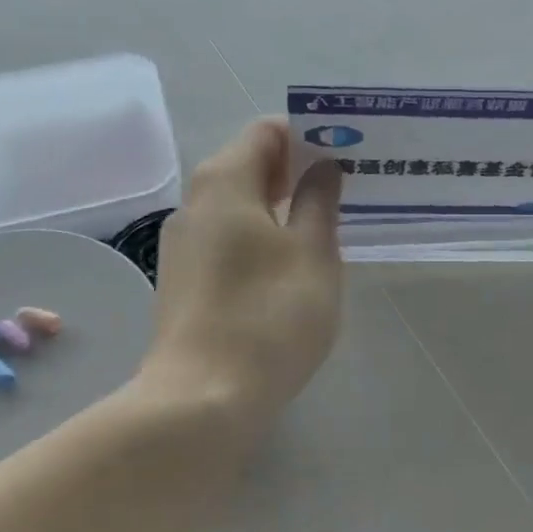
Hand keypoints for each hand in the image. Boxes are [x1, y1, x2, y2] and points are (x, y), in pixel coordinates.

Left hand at [143, 118, 343, 428]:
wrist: (201, 400)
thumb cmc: (268, 314)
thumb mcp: (312, 252)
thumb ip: (319, 200)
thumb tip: (322, 166)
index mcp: (225, 180)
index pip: (267, 131)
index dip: (309, 133)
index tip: (348, 152)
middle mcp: (196, 201)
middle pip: (251, 163)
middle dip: (299, 169)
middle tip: (347, 187)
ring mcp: (184, 243)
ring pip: (240, 203)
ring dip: (282, 205)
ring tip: (327, 225)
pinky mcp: (185, 279)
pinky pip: (229, 236)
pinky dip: (262, 235)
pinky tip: (292, 264)